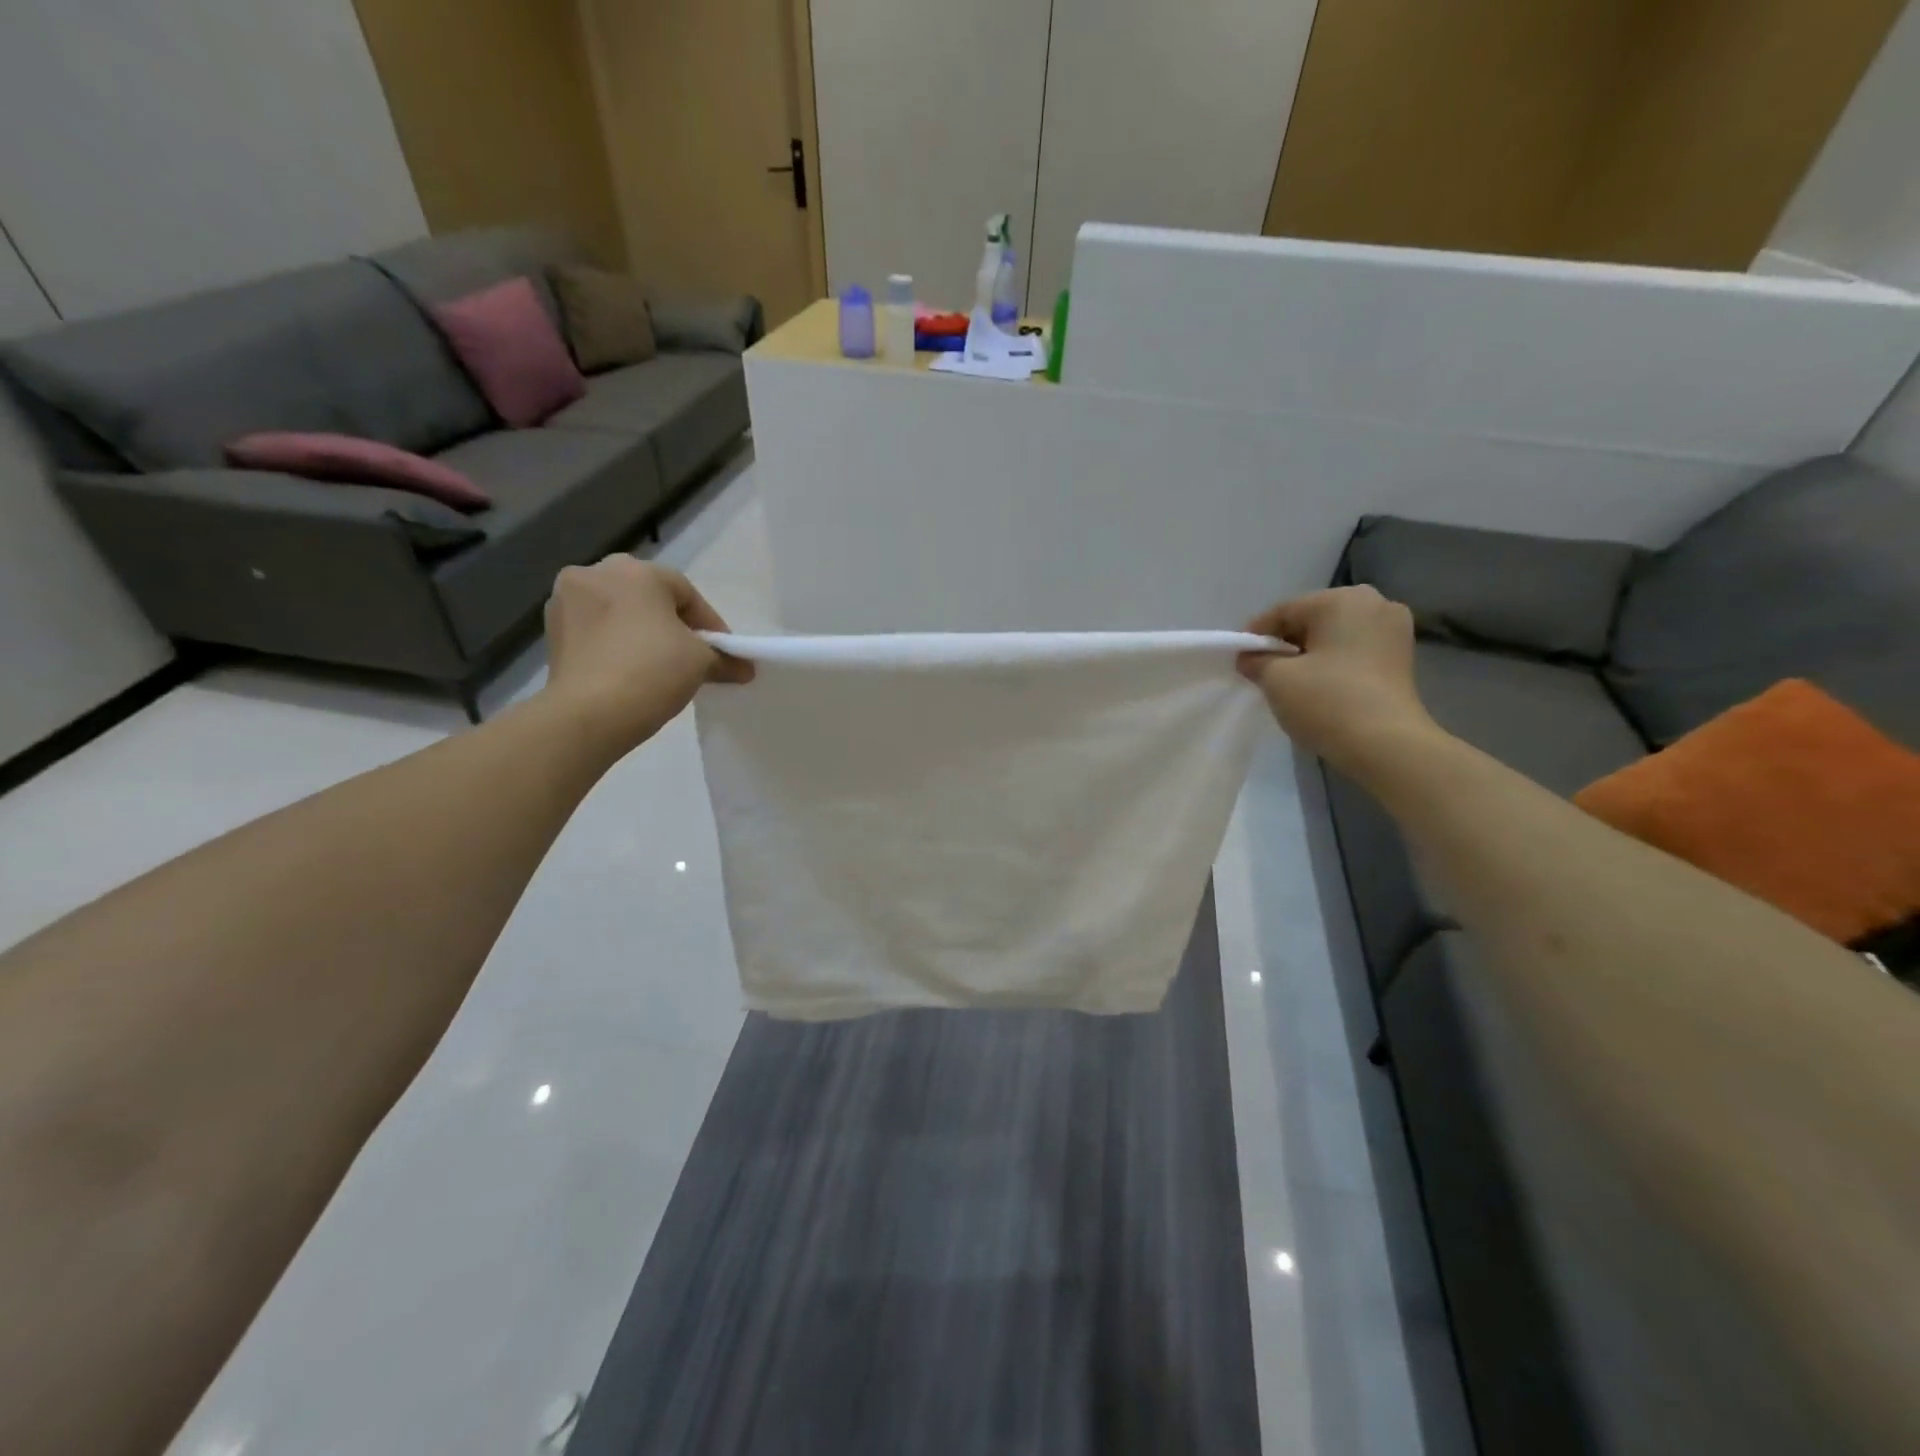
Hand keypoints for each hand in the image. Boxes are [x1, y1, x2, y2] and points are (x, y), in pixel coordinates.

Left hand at [539, 556, 752, 753]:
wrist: (588, 714)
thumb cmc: (652, 672)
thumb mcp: (701, 662)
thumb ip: (725, 658)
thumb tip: (745, 669)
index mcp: (636, 571)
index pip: (686, 592)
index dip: (710, 624)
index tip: (722, 653)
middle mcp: (596, 573)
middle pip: (648, 596)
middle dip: (672, 622)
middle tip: (690, 653)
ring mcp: (566, 600)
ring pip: (619, 611)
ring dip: (640, 631)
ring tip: (658, 664)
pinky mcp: (551, 631)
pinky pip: (595, 630)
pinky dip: (614, 643)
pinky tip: (628, 669)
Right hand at [1237, 587, 1439, 780]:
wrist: (1387, 746)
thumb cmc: (1327, 702)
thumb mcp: (1277, 679)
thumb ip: (1256, 661)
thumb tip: (1249, 657)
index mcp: (1343, 600)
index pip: (1284, 611)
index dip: (1256, 635)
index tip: (1239, 659)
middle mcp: (1375, 604)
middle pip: (1313, 620)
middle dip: (1285, 643)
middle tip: (1262, 670)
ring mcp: (1394, 631)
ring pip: (1335, 636)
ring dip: (1310, 654)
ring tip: (1290, 681)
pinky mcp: (1402, 658)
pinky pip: (1355, 651)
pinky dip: (1333, 663)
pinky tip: (1319, 686)